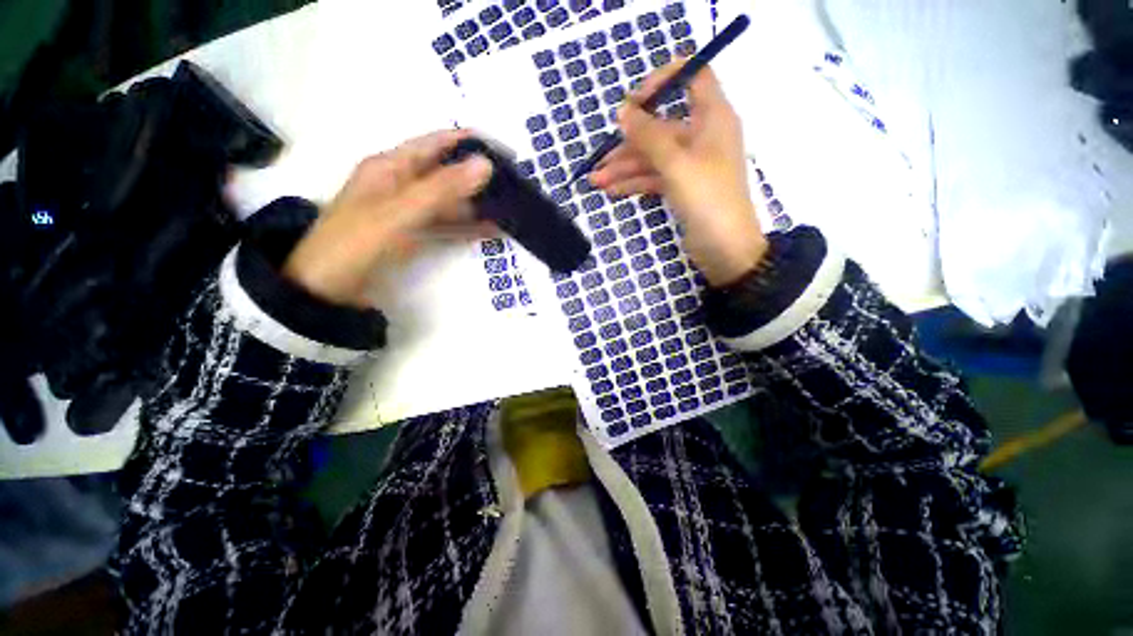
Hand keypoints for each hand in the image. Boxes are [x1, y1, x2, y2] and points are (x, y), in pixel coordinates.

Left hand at [283, 130, 493, 306]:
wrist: (327, 290)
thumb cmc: (356, 243)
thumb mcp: (399, 212)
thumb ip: (442, 189)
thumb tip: (485, 164)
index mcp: (391, 167)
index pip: (436, 144)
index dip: (468, 143)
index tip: (503, 150)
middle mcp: (401, 184)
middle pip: (446, 173)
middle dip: (477, 176)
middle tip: (513, 184)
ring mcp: (409, 212)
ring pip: (449, 202)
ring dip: (476, 204)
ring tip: (509, 208)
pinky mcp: (414, 235)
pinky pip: (446, 225)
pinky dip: (467, 227)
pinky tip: (491, 230)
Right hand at [590, 62, 766, 286]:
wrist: (725, 249)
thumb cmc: (707, 199)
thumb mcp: (676, 164)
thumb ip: (648, 136)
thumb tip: (623, 110)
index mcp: (712, 117)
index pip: (692, 76)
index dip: (662, 80)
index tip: (634, 101)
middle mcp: (702, 135)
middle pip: (660, 127)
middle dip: (629, 144)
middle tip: (600, 159)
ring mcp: (691, 164)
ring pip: (653, 157)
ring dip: (625, 168)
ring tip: (596, 181)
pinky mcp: (682, 187)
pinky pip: (654, 177)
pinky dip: (634, 183)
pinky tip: (612, 191)